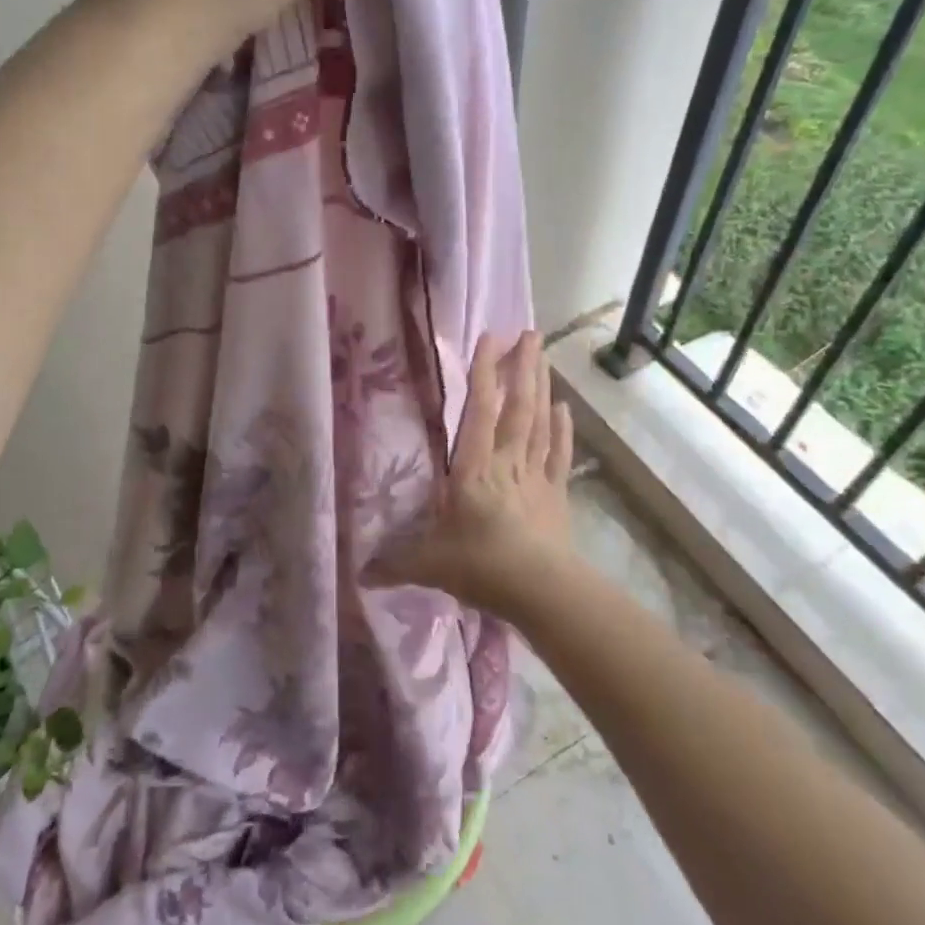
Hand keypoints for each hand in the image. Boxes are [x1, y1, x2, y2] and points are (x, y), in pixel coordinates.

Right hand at [363, 331, 577, 619]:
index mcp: (473, 469)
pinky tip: (566, 407)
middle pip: (517, 407)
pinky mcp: (556, 495)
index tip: (489, 338)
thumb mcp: (430, 565)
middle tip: (530, 333)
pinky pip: (559, 454)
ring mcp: (535, 476)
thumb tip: (358, 574)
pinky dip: (563, 429)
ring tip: (544, 355)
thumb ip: (394, 563)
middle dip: (522, 368)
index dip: (483, 374)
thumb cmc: (482, 567)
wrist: (543, 591)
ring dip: (542, 386)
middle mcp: (506, 462)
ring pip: (540, 422)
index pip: (478, 412)